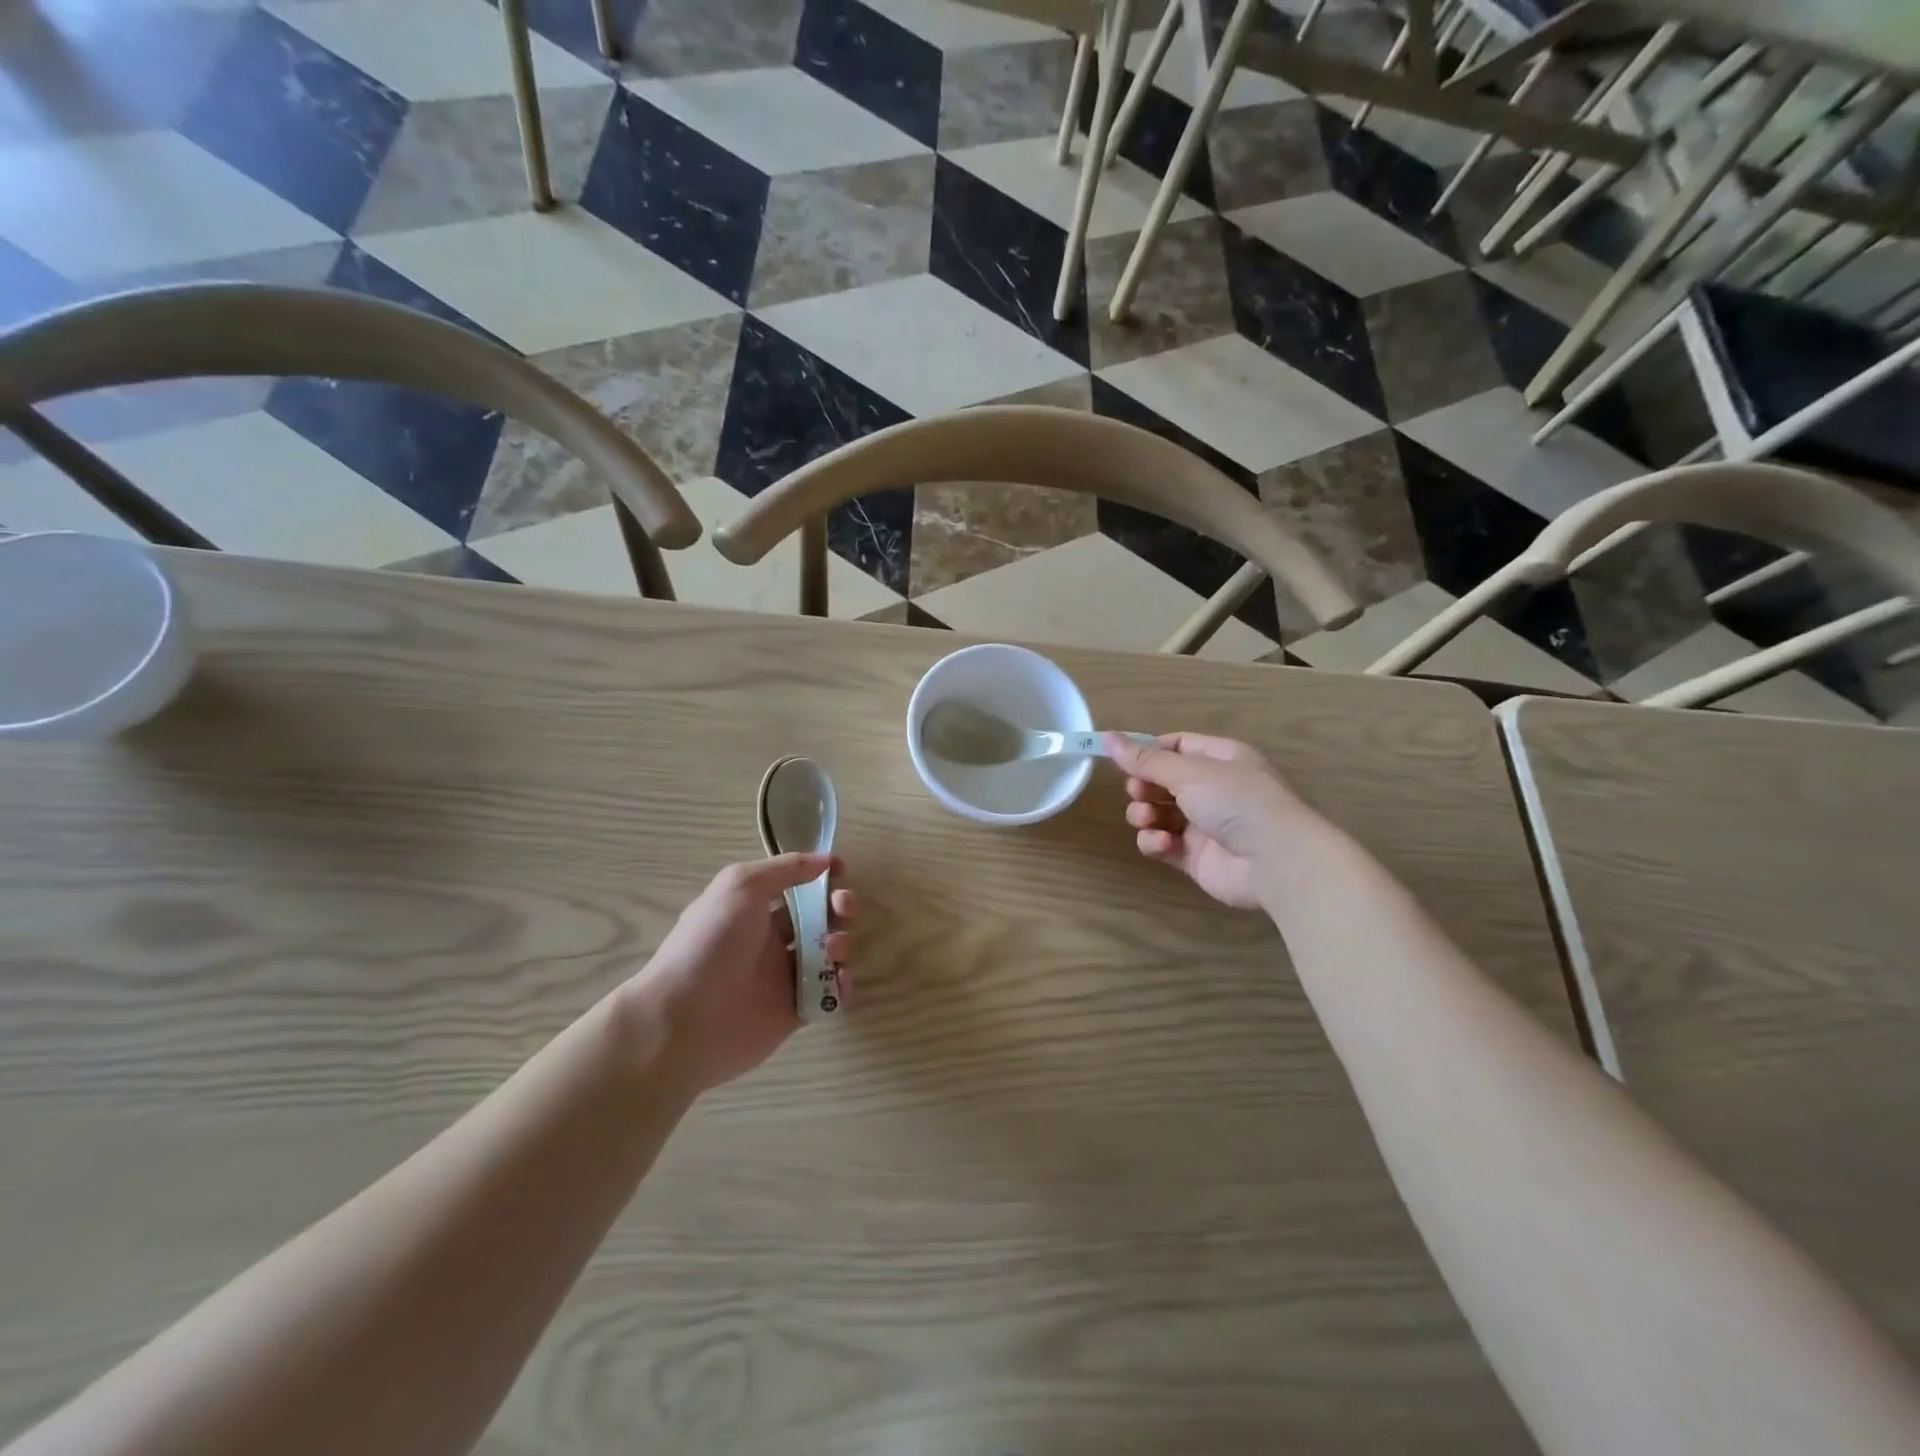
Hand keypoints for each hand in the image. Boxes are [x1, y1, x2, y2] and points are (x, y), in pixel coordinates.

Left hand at [638, 853, 854, 1091]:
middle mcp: (770, 940)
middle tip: (845, 909)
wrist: (685, 1020)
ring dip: (842, 944)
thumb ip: (785, 868)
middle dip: (840, 907)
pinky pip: (829, 994)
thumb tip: (825, 860)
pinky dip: (841, 986)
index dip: (820, 878)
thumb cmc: (711, 943)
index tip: (840, 871)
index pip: (797, 887)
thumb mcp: (740, 886)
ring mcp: (784, 977)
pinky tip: (837, 981)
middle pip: (820, 918)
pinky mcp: (795, 1011)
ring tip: (832, 951)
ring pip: (829, 954)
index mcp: (754, 909)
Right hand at [1106, 733, 1310, 909]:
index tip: (1122, 760)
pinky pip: (1164, 844)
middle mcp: (1213, 789)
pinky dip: (1156, 842)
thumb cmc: (1236, 801)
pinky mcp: (1196, 857)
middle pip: (1162, 781)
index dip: (1148, 752)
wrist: (1275, 861)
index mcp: (1219, 759)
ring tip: (1147, 819)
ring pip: (1159, 814)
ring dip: (1145, 814)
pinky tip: (1162, 844)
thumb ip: (1145, 759)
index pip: (1176, 746)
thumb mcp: (1188, 771)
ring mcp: (1205, 825)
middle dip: (1143, 787)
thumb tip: (1107, 737)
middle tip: (1139, 793)